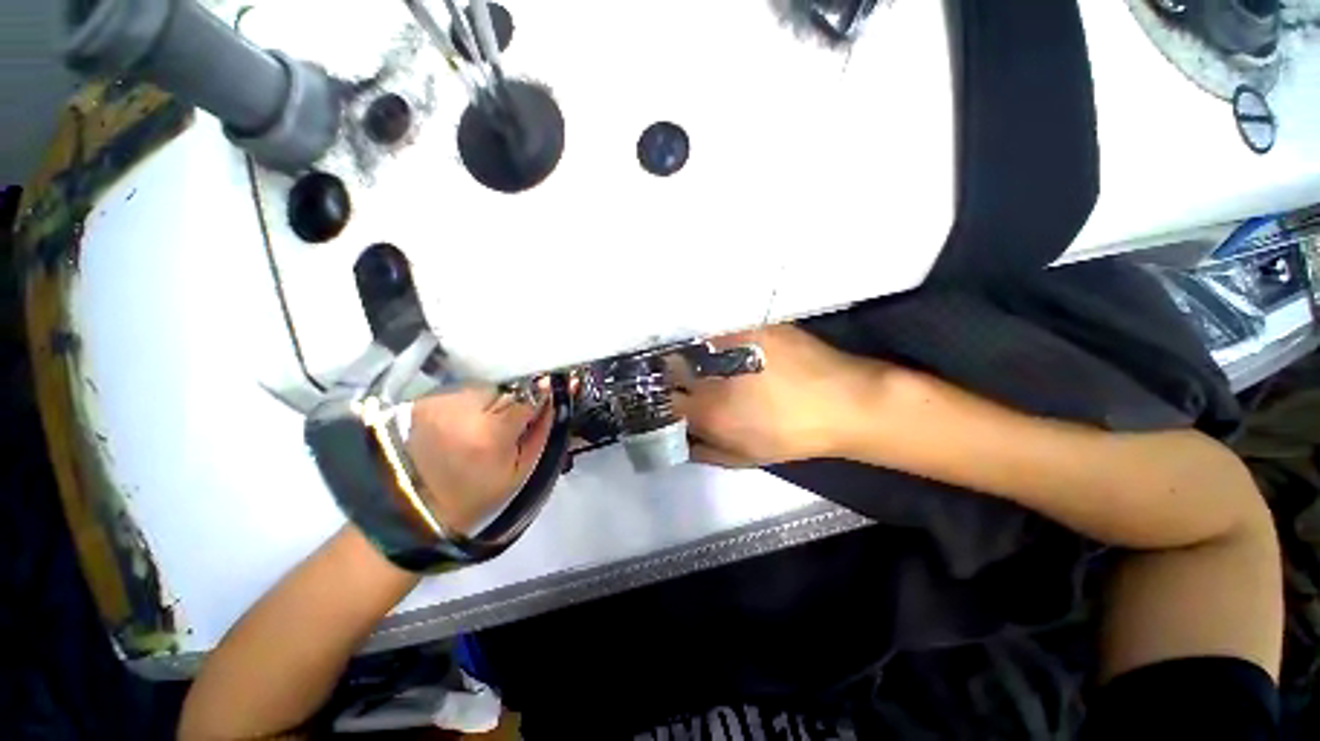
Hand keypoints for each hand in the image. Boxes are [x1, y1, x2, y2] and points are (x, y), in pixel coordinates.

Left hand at [406, 387, 553, 532]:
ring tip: (482, 426)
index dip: (539, 397)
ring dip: (490, 402)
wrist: (417, 507)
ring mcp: (439, 402)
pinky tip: (462, 425)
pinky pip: (461, 393)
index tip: (544, 400)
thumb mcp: (522, 468)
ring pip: (483, 388)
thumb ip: (543, 428)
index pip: (528, 395)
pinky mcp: (423, 401)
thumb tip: (558, 393)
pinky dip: (468, 405)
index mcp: (492, 431)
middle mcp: (463, 409)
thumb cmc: (479, 494)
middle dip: (512, 402)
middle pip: (505, 388)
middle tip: (507, 425)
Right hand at [671, 324, 883, 467]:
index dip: (659, 401)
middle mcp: (713, 374)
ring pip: (692, 346)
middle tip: (673, 379)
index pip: (665, 401)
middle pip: (672, 368)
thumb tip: (680, 439)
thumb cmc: (792, 435)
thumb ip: (704, 450)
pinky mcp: (751, 325)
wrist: (845, 402)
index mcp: (710, 411)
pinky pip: (718, 330)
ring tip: (696, 362)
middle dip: (667, 375)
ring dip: (686, 354)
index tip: (662, 400)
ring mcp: (732, 343)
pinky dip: (712, 339)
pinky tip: (722, 346)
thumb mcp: (743, 456)